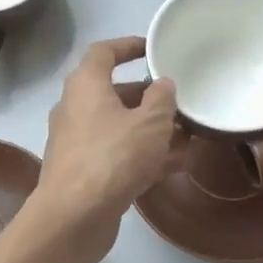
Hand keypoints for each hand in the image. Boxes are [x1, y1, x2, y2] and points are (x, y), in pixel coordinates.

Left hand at [33, 38, 179, 259]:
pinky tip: (175, 166)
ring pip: (119, 126)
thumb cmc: (113, 157)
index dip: (128, 46)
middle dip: (149, 97)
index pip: (104, 52)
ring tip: (188, 136)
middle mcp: (75, 108)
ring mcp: (76, 142)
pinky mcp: (82, 171)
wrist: (74, 216)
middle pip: (115, 93)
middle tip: (179, 102)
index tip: (152, 49)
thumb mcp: (150, 123)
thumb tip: (163, 84)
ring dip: (151, 129)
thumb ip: (162, 99)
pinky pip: (117, 153)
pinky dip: (142, 155)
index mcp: (86, 85)